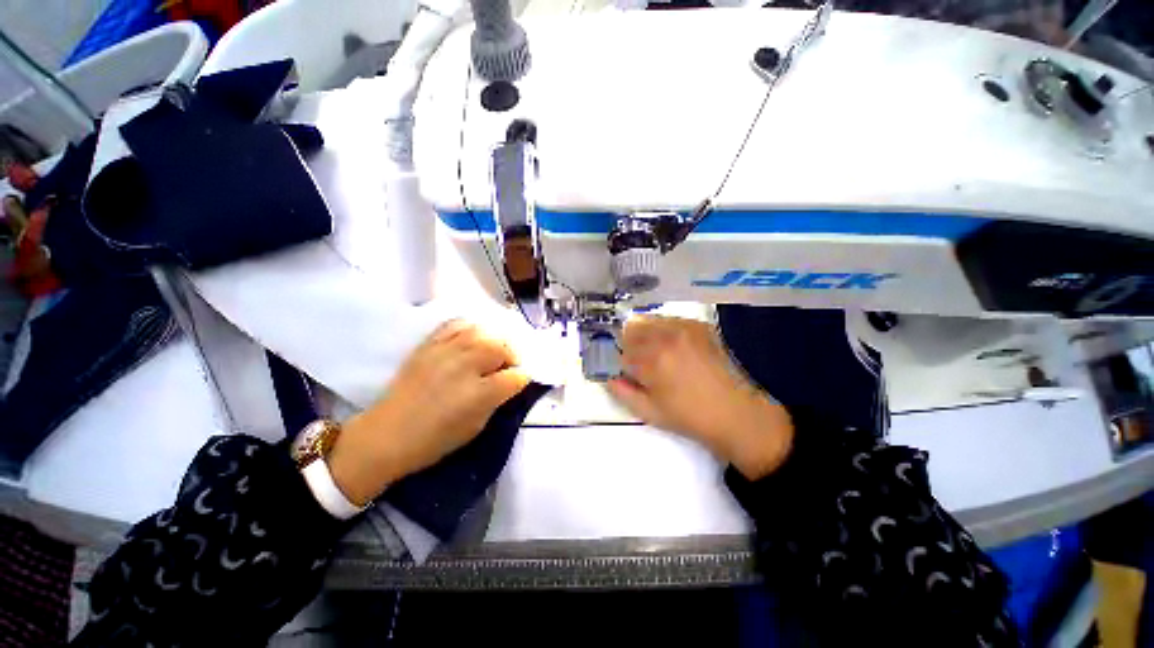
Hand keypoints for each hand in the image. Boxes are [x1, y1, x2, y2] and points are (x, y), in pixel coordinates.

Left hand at [328, 320, 529, 505]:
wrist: (386, 435)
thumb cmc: (434, 440)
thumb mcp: (476, 427)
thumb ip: (497, 401)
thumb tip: (510, 383)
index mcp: (479, 393)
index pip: (515, 377)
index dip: (522, 379)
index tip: (520, 382)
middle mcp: (465, 366)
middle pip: (501, 347)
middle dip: (512, 356)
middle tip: (507, 366)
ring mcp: (446, 351)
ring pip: (483, 332)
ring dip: (494, 341)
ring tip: (492, 351)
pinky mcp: (429, 345)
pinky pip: (457, 325)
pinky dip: (471, 329)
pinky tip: (472, 339)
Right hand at [607, 315, 793, 479]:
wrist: (736, 413)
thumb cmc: (689, 417)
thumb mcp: (650, 412)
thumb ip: (623, 393)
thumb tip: (608, 378)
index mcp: (652, 361)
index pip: (621, 352)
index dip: (622, 363)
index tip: (629, 373)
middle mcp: (666, 337)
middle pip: (631, 330)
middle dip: (630, 346)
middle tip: (642, 364)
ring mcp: (684, 328)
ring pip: (648, 321)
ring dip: (645, 335)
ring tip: (658, 354)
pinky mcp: (698, 325)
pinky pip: (669, 320)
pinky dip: (663, 330)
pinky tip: (674, 347)